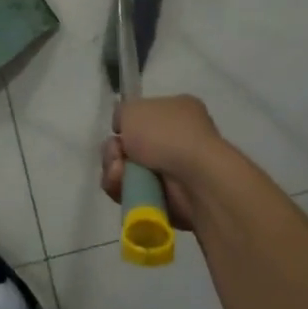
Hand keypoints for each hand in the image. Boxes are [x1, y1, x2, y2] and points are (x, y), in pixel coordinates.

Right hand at [100, 95, 225, 230]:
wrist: (193, 177)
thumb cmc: (166, 134)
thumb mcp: (134, 109)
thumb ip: (122, 113)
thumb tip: (123, 130)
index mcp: (177, 112)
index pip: (143, 118)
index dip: (125, 126)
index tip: (118, 131)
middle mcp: (176, 140)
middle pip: (129, 147)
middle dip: (114, 152)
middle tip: (117, 156)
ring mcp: (173, 171)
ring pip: (126, 172)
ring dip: (115, 172)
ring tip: (119, 174)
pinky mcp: (166, 199)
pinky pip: (133, 194)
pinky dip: (123, 191)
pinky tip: (124, 187)